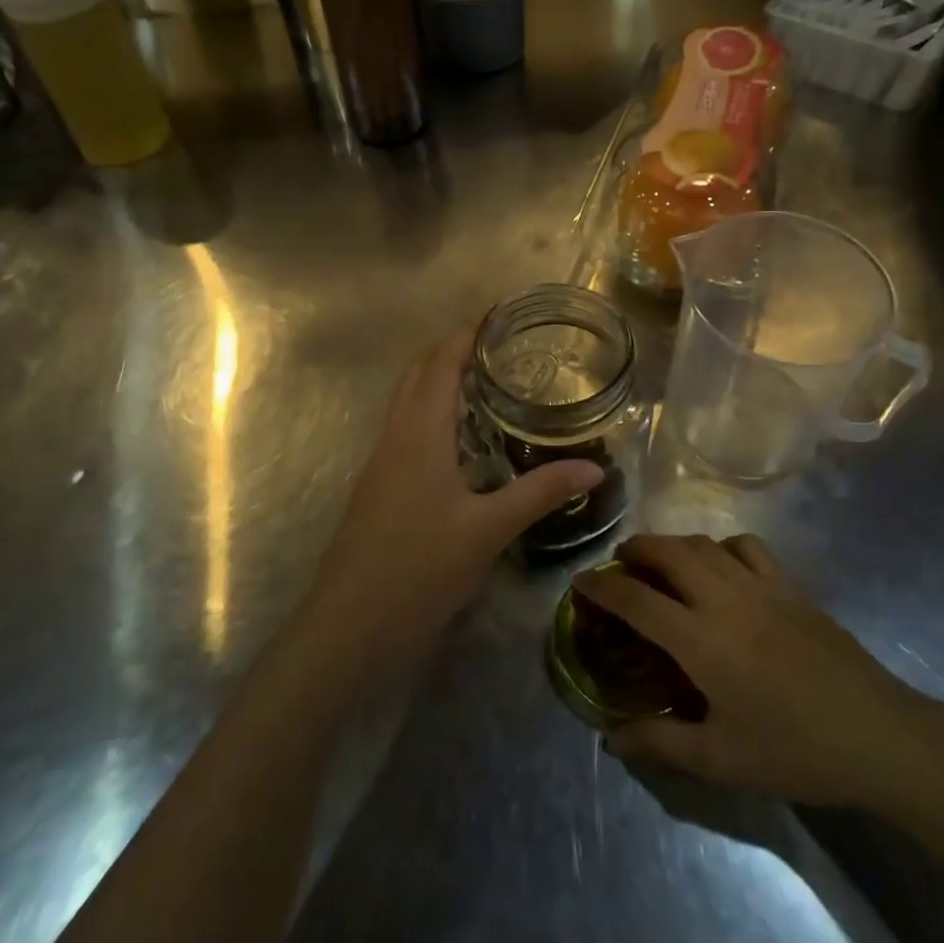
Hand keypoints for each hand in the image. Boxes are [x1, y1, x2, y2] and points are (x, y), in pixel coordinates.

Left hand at [304, 329, 603, 667]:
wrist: (348, 626)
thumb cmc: (418, 567)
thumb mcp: (488, 530)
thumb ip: (540, 493)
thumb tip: (595, 468)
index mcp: (419, 432)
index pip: (441, 363)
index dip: (466, 334)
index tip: (498, 316)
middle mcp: (395, 436)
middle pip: (418, 374)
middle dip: (452, 351)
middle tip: (500, 348)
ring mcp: (380, 462)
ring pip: (407, 402)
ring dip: (438, 382)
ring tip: (485, 384)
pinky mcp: (376, 488)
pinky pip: (404, 430)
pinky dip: (430, 415)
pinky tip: (459, 443)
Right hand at [571, 533, 943, 809]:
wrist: (877, 735)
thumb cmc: (793, 750)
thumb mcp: (720, 760)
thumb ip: (660, 743)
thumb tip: (611, 736)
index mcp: (700, 639)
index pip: (636, 600)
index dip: (601, 588)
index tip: (579, 583)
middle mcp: (724, 598)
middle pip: (667, 551)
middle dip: (634, 550)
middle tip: (619, 565)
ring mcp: (761, 585)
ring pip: (703, 543)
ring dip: (672, 543)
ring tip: (661, 561)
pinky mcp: (790, 585)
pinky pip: (746, 546)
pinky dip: (721, 546)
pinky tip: (721, 565)